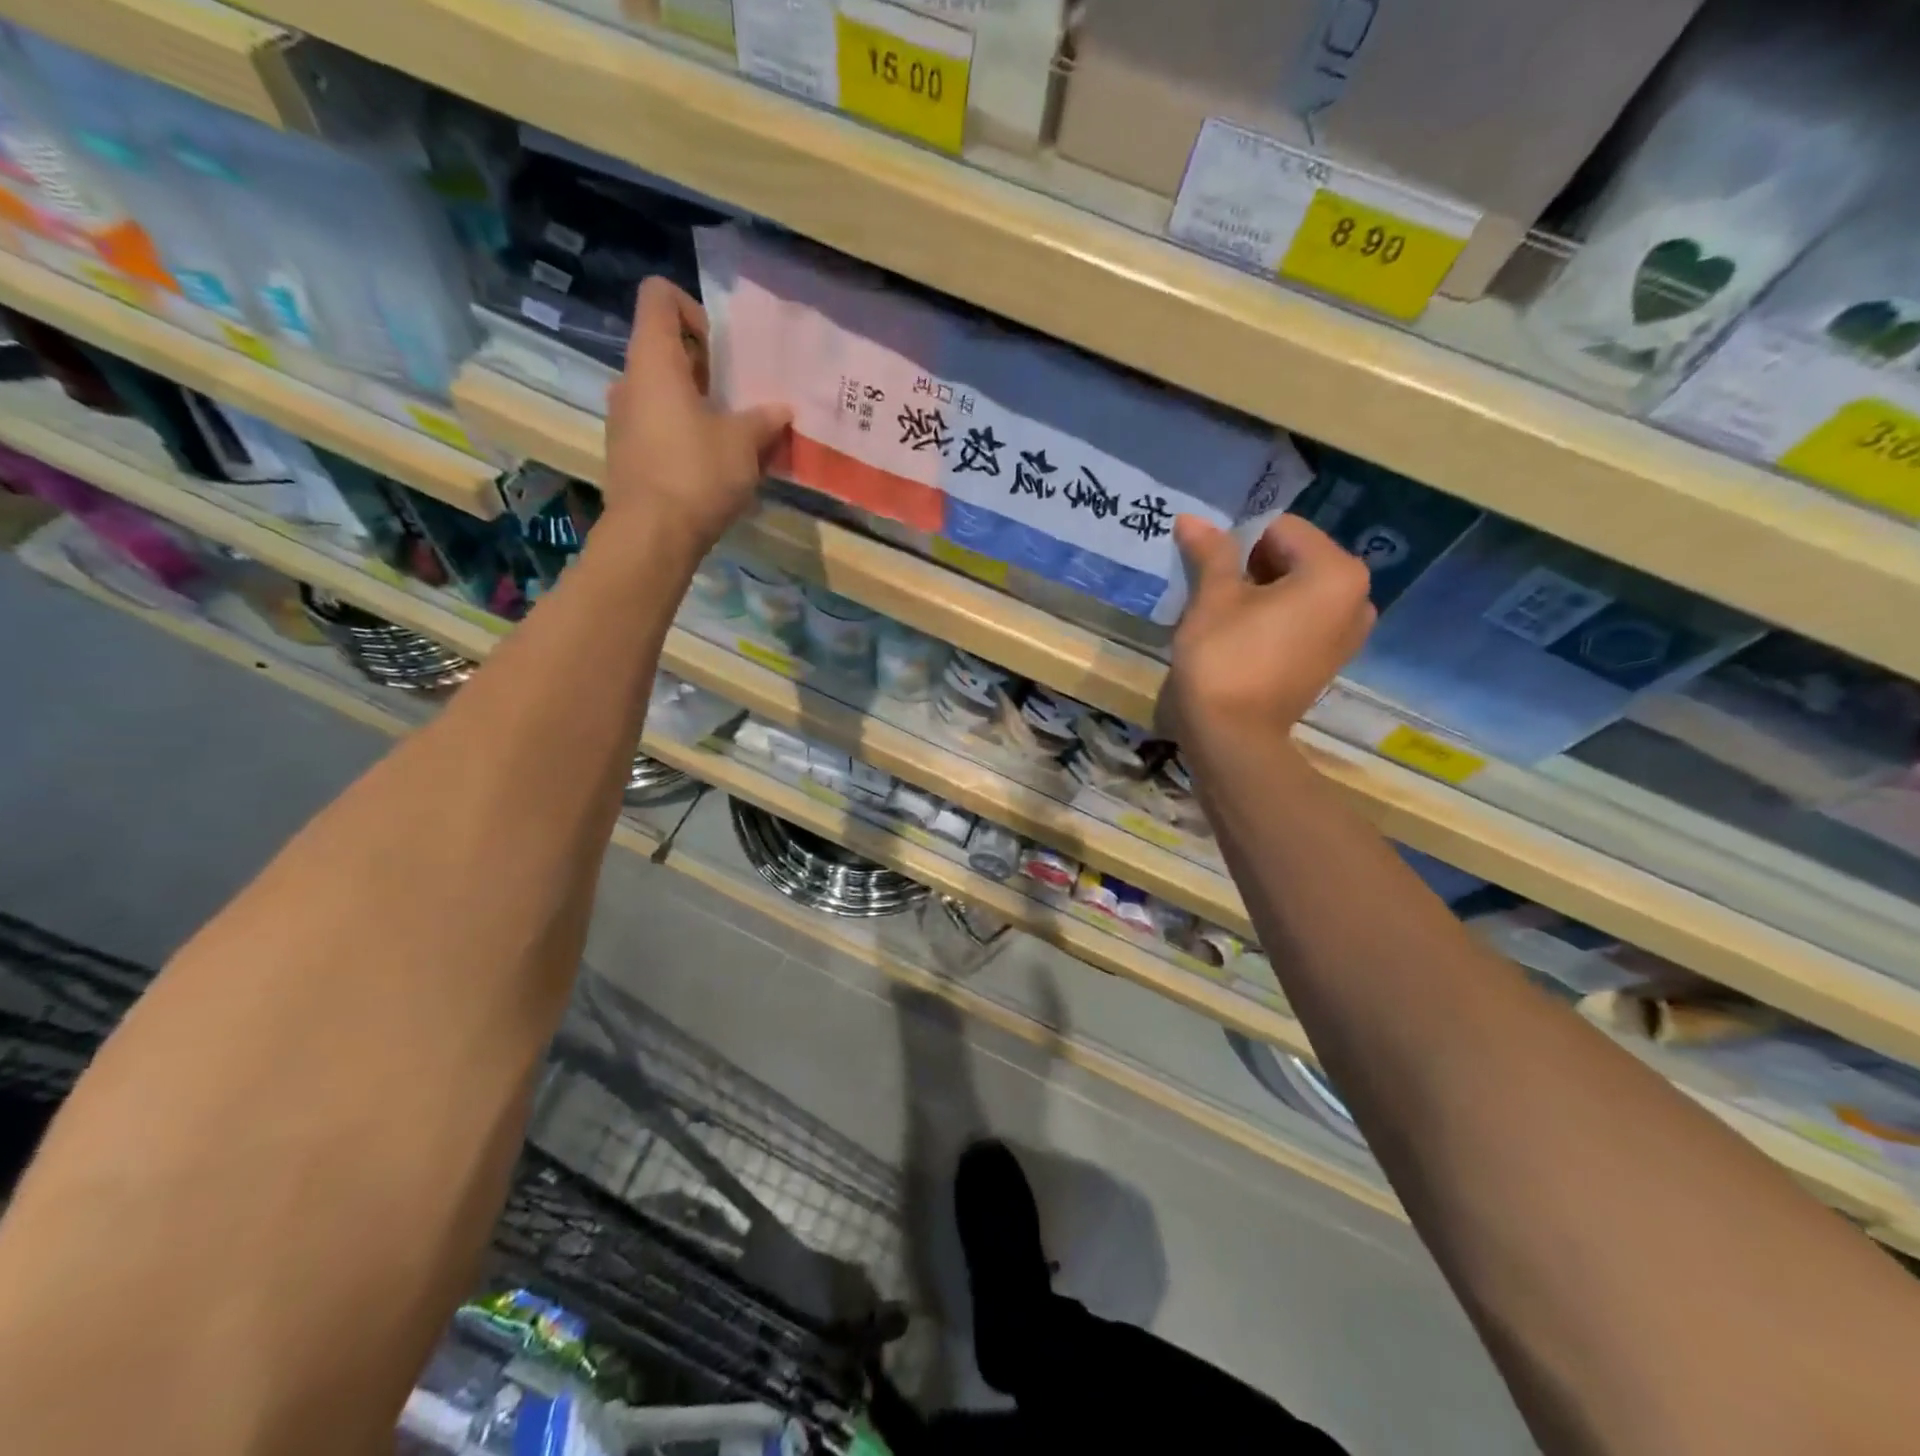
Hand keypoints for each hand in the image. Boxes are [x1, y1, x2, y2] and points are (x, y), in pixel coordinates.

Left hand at [602, 277, 791, 556]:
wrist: (652, 536)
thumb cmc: (697, 473)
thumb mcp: (743, 444)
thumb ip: (764, 420)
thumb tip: (781, 411)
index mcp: (654, 360)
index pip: (659, 297)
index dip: (692, 309)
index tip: (723, 350)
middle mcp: (630, 381)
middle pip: (665, 349)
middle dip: (706, 367)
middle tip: (740, 398)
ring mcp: (624, 419)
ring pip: (663, 393)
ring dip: (698, 405)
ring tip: (734, 437)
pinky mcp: (628, 454)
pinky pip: (659, 427)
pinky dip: (685, 433)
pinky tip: (713, 466)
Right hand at [1157, 514, 1374, 744]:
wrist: (1233, 737)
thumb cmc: (1225, 658)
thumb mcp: (1213, 598)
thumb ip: (1210, 552)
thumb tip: (1192, 519)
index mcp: (1335, 572)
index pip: (1280, 529)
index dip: (1236, 539)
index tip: (1205, 561)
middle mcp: (1356, 597)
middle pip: (1294, 557)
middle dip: (1250, 565)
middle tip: (1209, 587)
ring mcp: (1347, 633)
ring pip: (1296, 590)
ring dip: (1259, 592)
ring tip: (1221, 612)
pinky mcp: (1329, 660)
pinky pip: (1301, 620)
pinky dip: (1273, 617)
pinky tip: (1240, 635)